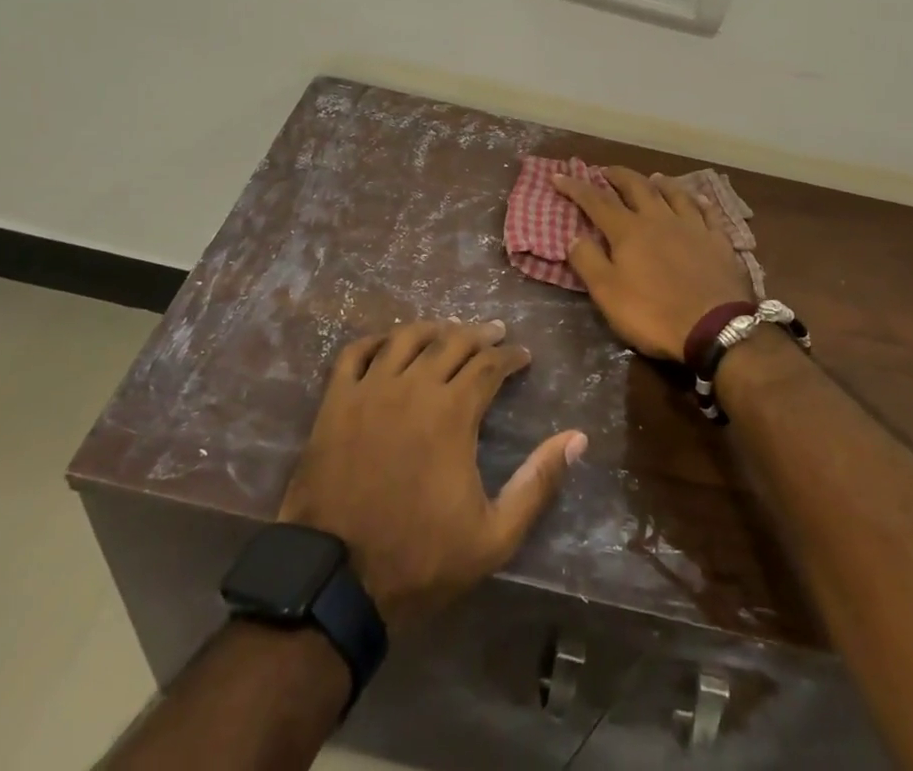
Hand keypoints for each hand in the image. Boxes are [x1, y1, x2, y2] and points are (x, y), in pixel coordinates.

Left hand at [278, 320, 585, 629]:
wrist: (335, 584)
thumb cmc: (420, 560)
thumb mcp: (494, 536)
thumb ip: (538, 483)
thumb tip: (577, 438)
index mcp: (453, 412)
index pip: (489, 365)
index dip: (511, 357)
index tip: (523, 357)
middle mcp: (413, 387)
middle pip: (451, 341)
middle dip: (480, 334)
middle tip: (495, 333)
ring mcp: (370, 390)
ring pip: (406, 337)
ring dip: (433, 328)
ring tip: (448, 329)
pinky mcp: (335, 402)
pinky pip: (356, 352)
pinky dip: (376, 340)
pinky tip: (389, 343)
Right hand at [550, 167, 754, 361]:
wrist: (715, 327)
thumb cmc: (654, 313)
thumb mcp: (608, 294)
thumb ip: (588, 262)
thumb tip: (574, 236)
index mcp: (629, 231)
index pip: (596, 201)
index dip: (576, 187)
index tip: (559, 176)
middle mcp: (659, 219)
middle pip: (636, 187)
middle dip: (618, 176)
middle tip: (606, 171)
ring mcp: (692, 227)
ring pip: (674, 194)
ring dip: (659, 183)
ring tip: (651, 177)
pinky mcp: (718, 240)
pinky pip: (708, 212)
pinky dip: (699, 202)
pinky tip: (697, 199)